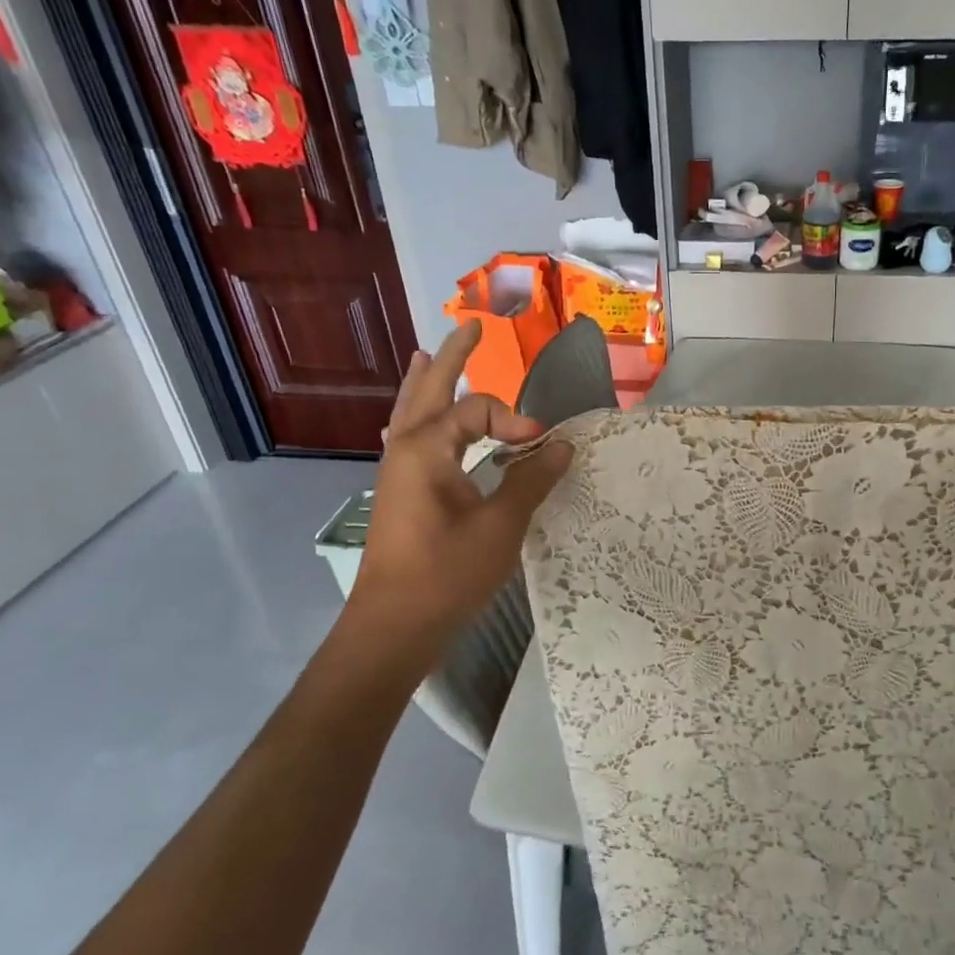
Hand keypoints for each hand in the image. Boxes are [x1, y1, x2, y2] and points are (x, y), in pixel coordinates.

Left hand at [331, 323, 571, 682]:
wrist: (394, 627)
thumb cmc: (447, 573)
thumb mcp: (501, 525)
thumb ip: (531, 479)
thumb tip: (561, 445)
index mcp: (426, 448)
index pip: (477, 410)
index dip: (515, 420)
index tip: (542, 446)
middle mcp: (405, 449)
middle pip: (427, 388)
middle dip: (451, 357)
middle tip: (470, 327)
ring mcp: (396, 471)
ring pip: (411, 411)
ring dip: (426, 381)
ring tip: (427, 354)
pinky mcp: (399, 492)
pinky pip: (407, 436)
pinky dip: (416, 416)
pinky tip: (411, 422)